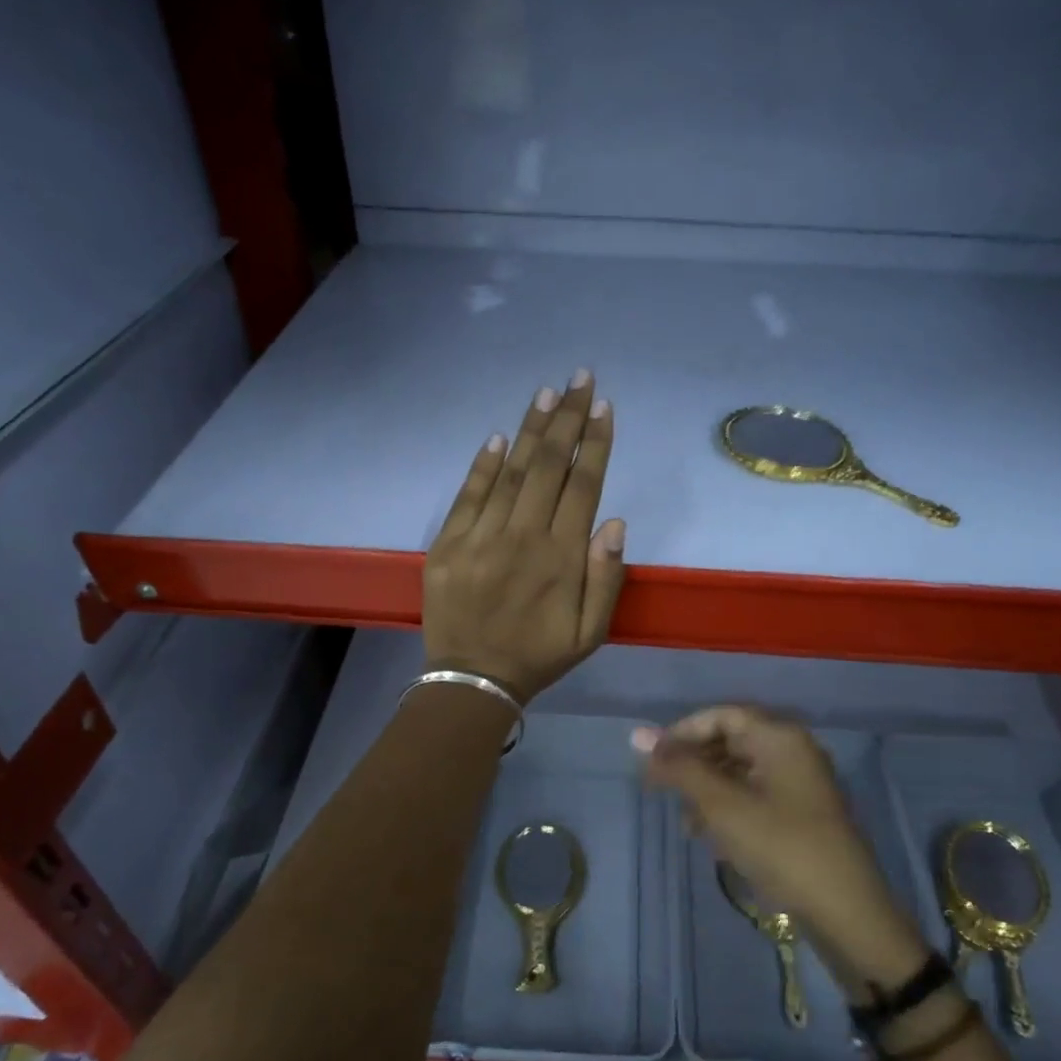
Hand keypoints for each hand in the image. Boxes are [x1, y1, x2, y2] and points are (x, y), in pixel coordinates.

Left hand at [422, 371, 625, 702]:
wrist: (473, 680)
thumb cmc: (539, 655)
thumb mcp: (591, 632)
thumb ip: (606, 578)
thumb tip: (613, 521)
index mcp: (561, 559)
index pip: (583, 487)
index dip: (595, 444)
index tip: (603, 407)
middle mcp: (522, 538)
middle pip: (548, 467)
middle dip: (567, 419)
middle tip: (579, 379)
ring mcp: (480, 538)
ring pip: (510, 473)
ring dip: (530, 430)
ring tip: (546, 394)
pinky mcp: (447, 545)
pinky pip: (468, 495)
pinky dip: (483, 464)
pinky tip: (499, 436)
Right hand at [635, 706, 929, 984]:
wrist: (845, 911)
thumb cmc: (780, 847)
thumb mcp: (722, 805)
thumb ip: (680, 767)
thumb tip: (638, 734)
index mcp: (780, 737)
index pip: (721, 715)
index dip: (682, 733)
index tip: (653, 761)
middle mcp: (794, 750)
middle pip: (731, 741)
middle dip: (694, 764)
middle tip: (662, 791)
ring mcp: (801, 782)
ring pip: (741, 771)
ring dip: (708, 790)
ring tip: (687, 823)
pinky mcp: (803, 813)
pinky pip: (756, 795)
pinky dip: (729, 808)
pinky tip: (714, 838)